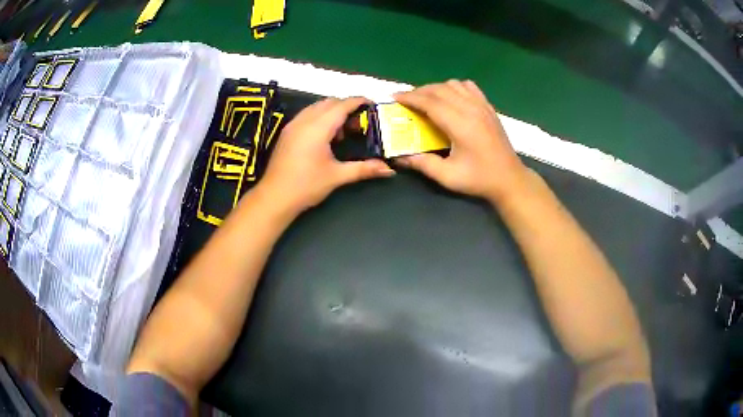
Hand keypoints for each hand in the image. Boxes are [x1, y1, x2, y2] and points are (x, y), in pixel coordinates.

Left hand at [258, 97, 394, 213]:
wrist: (274, 197)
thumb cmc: (306, 186)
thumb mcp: (337, 176)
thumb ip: (364, 169)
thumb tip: (389, 170)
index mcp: (318, 127)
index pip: (342, 105)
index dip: (358, 101)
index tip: (372, 104)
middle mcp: (304, 120)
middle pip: (329, 102)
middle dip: (346, 107)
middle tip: (359, 122)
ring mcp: (293, 125)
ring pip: (316, 107)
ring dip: (332, 112)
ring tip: (343, 131)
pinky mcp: (287, 132)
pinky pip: (307, 115)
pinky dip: (320, 117)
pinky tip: (325, 137)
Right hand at [394, 80, 528, 203]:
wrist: (509, 178)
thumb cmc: (479, 179)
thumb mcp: (448, 176)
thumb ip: (422, 164)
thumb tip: (399, 156)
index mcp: (461, 125)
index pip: (430, 102)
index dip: (410, 97)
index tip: (395, 97)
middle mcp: (471, 109)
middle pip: (440, 89)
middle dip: (419, 91)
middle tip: (406, 100)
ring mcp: (482, 106)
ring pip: (454, 84)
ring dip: (436, 88)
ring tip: (426, 99)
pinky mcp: (488, 107)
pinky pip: (469, 87)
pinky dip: (454, 87)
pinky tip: (450, 98)